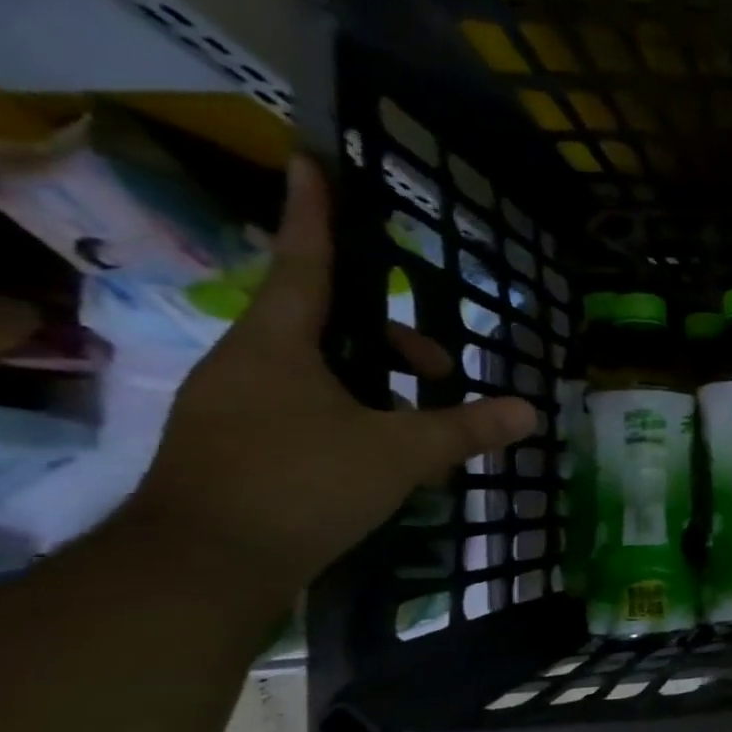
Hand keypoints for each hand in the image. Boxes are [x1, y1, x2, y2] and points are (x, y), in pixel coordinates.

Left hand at [126, 158, 535, 596]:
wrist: (201, 569)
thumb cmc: (299, 485)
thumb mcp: (399, 454)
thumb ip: (466, 429)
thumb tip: (531, 411)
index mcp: (277, 346)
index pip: (305, 263)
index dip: (315, 214)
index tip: (312, 162)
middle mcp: (249, 365)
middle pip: (327, 324)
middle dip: (392, 339)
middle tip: (444, 371)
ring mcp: (238, 407)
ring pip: (320, 371)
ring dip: (378, 383)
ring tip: (425, 424)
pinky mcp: (239, 447)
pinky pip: (308, 408)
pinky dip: (354, 415)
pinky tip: (389, 455)